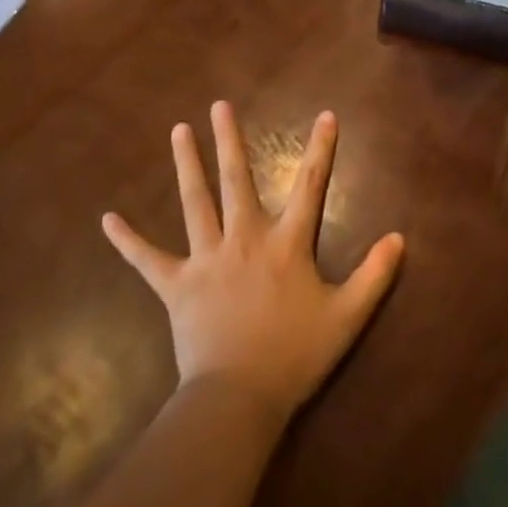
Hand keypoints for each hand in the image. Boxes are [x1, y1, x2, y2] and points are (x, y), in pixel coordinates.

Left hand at [102, 102, 404, 427]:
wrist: (237, 401)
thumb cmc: (295, 356)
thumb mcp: (347, 317)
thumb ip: (375, 275)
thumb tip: (399, 238)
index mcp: (287, 243)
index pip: (310, 185)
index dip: (321, 148)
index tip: (325, 115)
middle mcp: (245, 238)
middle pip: (237, 180)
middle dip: (230, 140)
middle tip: (219, 105)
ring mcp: (207, 259)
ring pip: (195, 202)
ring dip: (187, 164)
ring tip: (179, 130)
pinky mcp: (177, 286)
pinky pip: (148, 260)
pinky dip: (128, 240)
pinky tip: (107, 218)